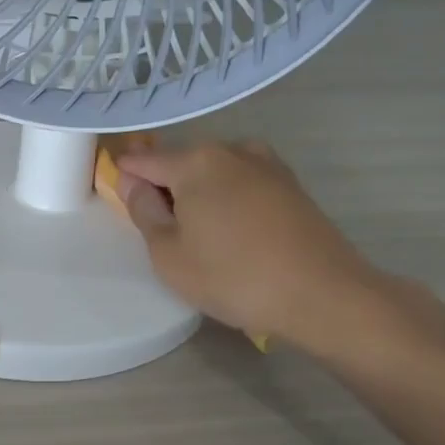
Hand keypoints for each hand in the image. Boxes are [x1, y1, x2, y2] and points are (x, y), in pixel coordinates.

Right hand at [115, 140, 391, 357]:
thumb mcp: (169, 254)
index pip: (142, 160)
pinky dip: (228, 201)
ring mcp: (266, 163)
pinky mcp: (290, 184)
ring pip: (214, 173)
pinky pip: (242, 183)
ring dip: (199, 196)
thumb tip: (134, 183)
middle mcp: (231, 149)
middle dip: (165, 188)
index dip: (125, 178)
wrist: (323, 294)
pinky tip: (234, 235)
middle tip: (163, 233)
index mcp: (195, 161)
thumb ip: (144, 211)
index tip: (120, 204)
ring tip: (202, 239)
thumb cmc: (233, 276)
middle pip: (180, 162)